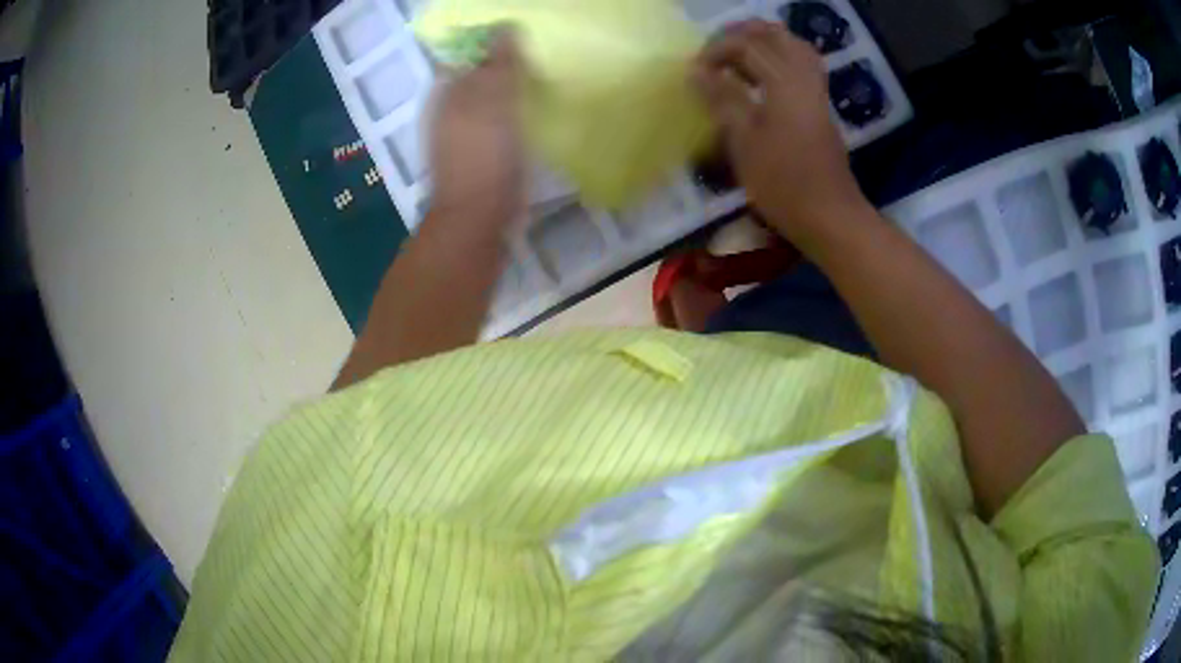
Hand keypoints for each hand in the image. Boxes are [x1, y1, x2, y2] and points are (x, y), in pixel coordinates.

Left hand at [429, 31, 524, 226]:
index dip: (491, 45)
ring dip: (508, 92)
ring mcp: (458, 136)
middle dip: (502, 67)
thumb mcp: (495, 101)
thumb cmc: (485, 155)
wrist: (477, 218)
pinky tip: (530, 117)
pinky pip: (493, 124)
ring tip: (539, 84)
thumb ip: (500, 64)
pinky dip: (509, 116)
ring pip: (485, 101)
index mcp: (446, 93)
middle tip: (538, 61)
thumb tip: (505, 27)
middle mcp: (446, 111)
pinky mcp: (475, 157)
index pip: (465, 55)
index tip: (523, 42)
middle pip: (476, 77)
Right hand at [694, 21, 866, 245]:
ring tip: (736, 56)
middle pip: (776, 36)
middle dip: (743, 35)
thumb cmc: (784, 184)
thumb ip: (722, 99)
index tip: (694, 70)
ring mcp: (817, 91)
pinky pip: (802, 65)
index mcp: (784, 83)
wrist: (830, 215)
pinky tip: (761, 76)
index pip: (747, 46)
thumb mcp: (745, 142)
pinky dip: (780, 59)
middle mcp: (804, 78)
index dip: (716, 50)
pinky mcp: (821, 106)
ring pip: (794, 47)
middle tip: (716, 51)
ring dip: (764, 43)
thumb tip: (697, 71)